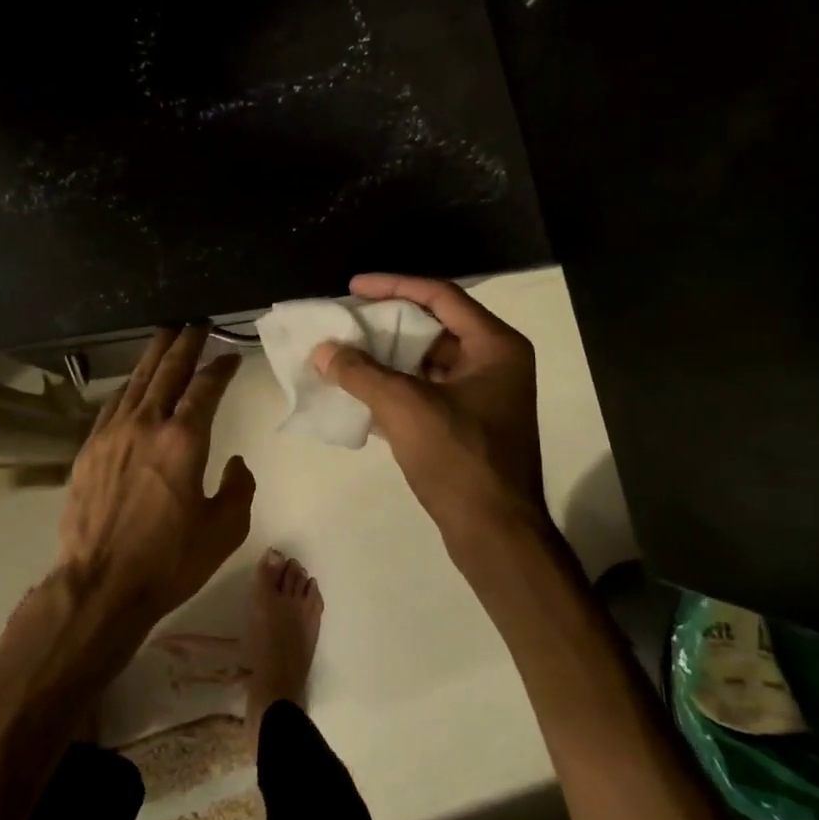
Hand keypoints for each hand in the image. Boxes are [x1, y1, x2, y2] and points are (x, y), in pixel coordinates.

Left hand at [56, 326, 255, 641]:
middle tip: (195, 324)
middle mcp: (146, 425)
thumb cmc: (169, 560)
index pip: (205, 388)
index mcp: (183, 440)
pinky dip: (127, 388)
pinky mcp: (89, 450)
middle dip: (184, 344)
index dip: (220, 367)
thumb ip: (238, 488)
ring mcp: (111, 435)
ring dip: (153, 356)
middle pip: (167, 371)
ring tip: (165, 336)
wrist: (100, 584)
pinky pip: (111, 406)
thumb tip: (234, 463)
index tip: (231, 355)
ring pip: (135, 382)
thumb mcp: (225, 529)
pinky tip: (132, 384)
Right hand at [313, 274, 548, 548]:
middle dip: (385, 324)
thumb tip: (323, 351)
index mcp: (495, 346)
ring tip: (343, 353)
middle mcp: (493, 363)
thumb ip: (361, 373)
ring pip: (426, 362)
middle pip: (433, 327)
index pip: (440, 297)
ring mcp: (480, 396)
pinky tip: (358, 391)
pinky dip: (393, 388)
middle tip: (344, 321)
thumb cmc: (460, 459)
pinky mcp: (466, 425)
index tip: (353, 287)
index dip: (394, 286)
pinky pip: (424, 392)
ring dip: (385, 358)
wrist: (495, 533)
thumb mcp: (406, 408)